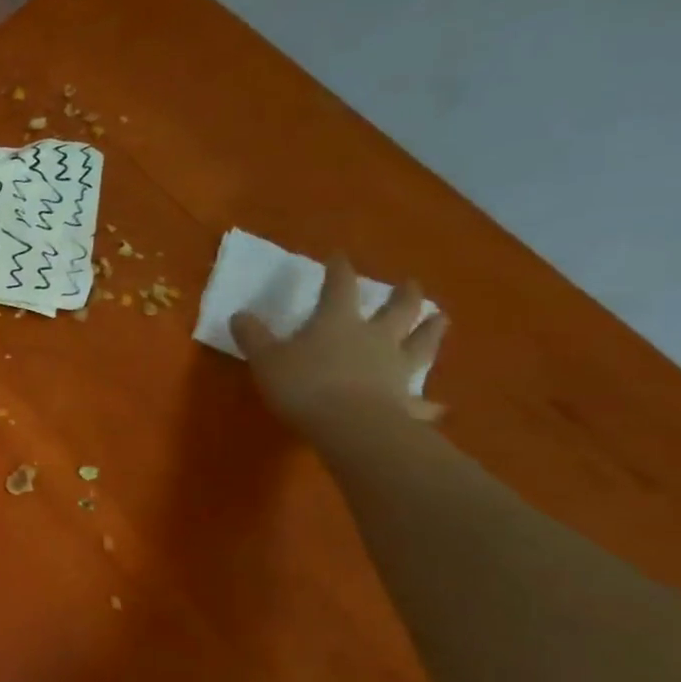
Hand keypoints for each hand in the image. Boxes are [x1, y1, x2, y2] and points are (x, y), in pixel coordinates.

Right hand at [230, 257, 447, 444]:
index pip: (339, 287)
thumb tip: (240, 315)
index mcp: (338, 322)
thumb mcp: (265, 358)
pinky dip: (429, 403)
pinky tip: (438, 406)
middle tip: (410, 284)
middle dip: (403, 294)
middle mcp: (374, 337)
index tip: (339, 256)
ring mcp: (396, 368)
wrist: (350, 425)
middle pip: (397, 309)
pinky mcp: (405, 401)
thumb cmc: (303, 384)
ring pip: (421, 342)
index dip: (338, 270)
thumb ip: (253, 336)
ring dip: (432, 330)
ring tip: (440, 319)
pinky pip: (421, 401)